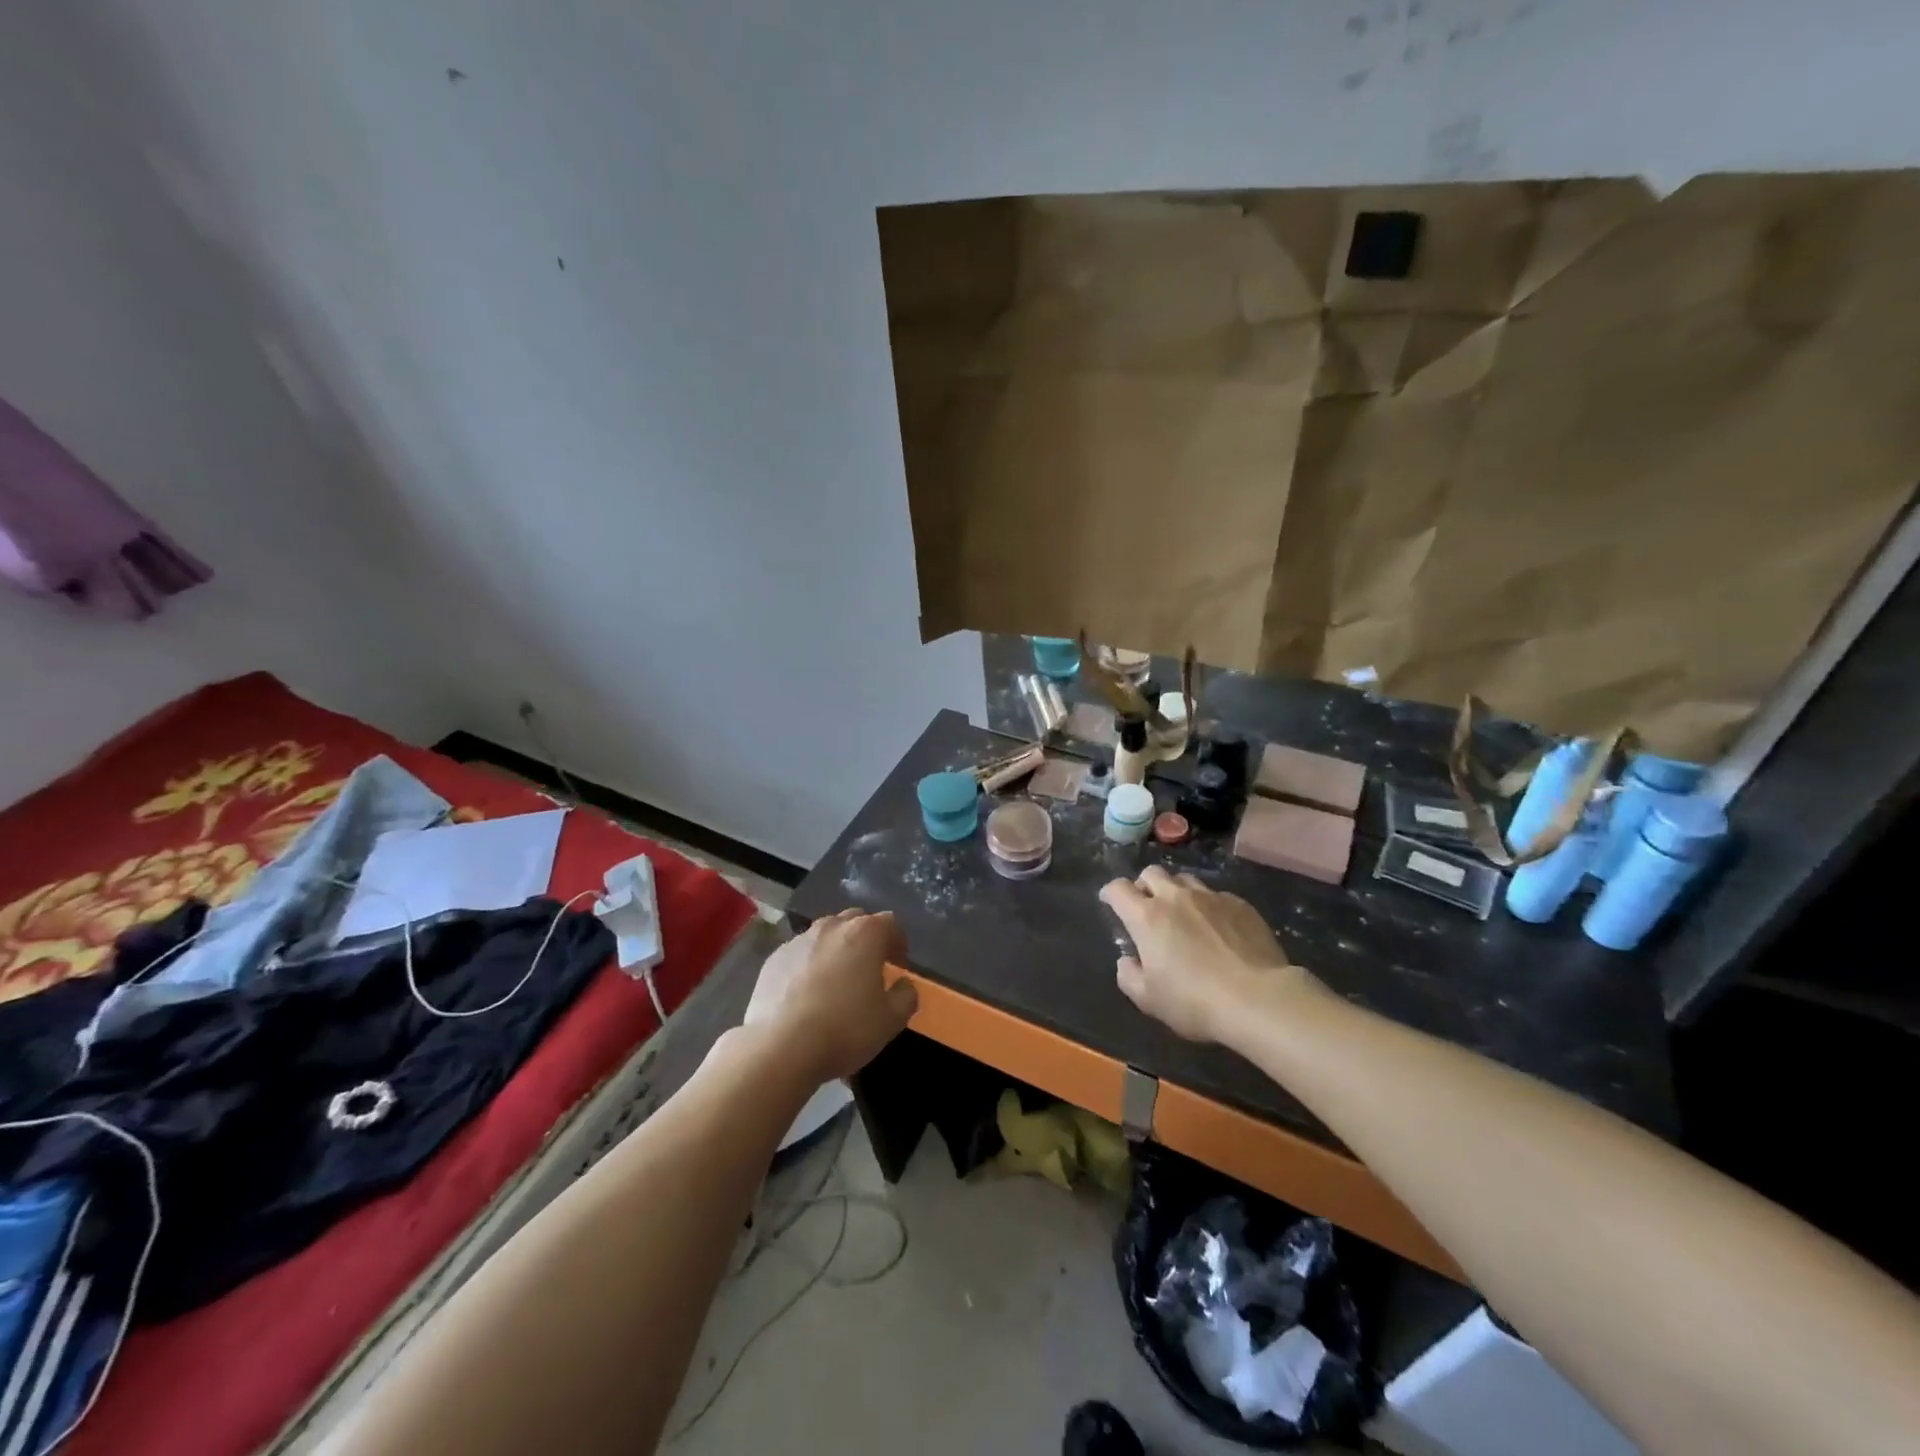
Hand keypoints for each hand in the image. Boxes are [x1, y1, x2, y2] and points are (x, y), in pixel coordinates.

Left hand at [743, 910, 918, 1083]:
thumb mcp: (891, 1021)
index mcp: (865, 933)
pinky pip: (800, 954)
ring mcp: (798, 940)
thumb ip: (906, 996)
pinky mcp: (773, 959)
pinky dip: (808, 965)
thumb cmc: (844, 1029)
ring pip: (825, 935)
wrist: (780, 1047)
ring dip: (836, 950)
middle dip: (866, 939)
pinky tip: (806, 995)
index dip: (898, 943)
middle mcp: (831, 926)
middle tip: (869, 969)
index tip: (898, 965)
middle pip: (856, 921)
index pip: (890, 924)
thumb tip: (904, 985)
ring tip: (836, 981)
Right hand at [1100, 866, 1313, 1044]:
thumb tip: (1127, 960)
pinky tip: (1217, 928)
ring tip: (1183, 914)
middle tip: (1147, 907)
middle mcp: (1176, 897)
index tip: (1109, 902)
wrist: (1258, 999)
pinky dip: (1208, 906)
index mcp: (1147, 917)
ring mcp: (1211, 897)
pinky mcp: (1240, 904)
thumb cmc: (1195, 1001)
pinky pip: (1216, 895)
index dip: (1110, 893)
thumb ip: (1129, 976)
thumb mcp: (1149, 1000)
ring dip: (1176, 892)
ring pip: (1185, 880)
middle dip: (1144, 885)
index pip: (1118, 889)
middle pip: (1151, 873)